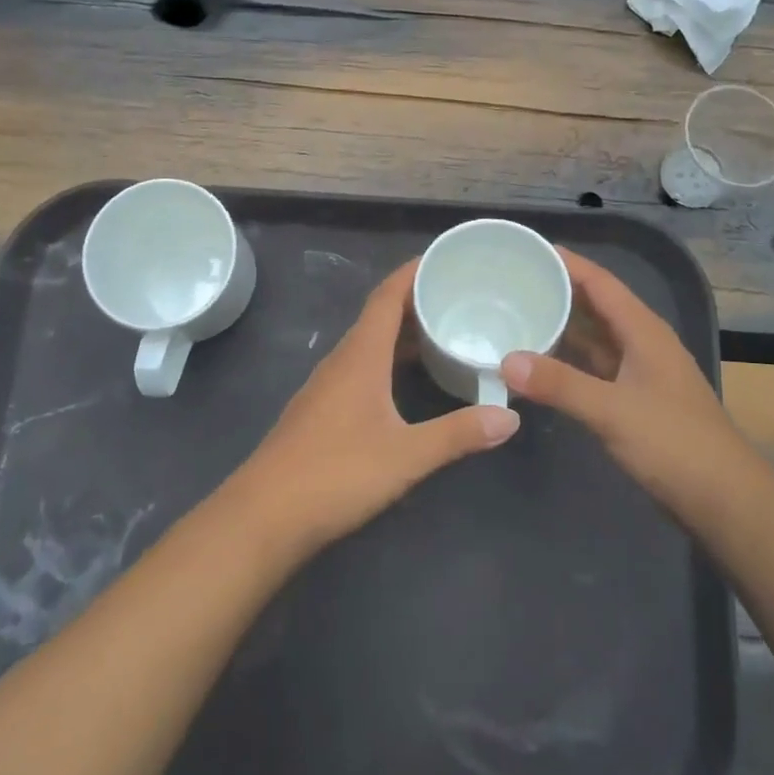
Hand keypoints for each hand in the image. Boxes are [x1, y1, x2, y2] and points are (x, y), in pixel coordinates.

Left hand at [235, 259, 519, 554]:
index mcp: (360, 356)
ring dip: (403, 334)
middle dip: (416, 302)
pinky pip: (361, 368)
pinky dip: (389, 361)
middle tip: (458, 298)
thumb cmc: (335, 474)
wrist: (263, 516)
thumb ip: (458, 434)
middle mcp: (341, 361)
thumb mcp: (406, 455)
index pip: (386, 297)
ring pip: (369, 345)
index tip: (443, 258)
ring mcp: (327, 387)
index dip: (412, 272)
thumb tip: (509, 417)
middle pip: (379, 317)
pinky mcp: (321, 412)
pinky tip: (407, 383)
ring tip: (442, 334)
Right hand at [502, 249, 742, 513]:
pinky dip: (568, 362)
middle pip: (595, 305)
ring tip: (517, 316)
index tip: (528, 249)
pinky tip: (540, 366)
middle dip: (557, 291)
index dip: (566, 262)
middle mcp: (641, 342)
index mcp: (643, 330)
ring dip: (561, 327)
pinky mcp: (635, 400)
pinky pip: (594, 367)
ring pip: (594, 337)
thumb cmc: (674, 444)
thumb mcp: (612, 411)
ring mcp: (640, 372)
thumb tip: (506, 360)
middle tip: (511, 282)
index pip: (600, 282)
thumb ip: (560, 384)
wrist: (724, 499)